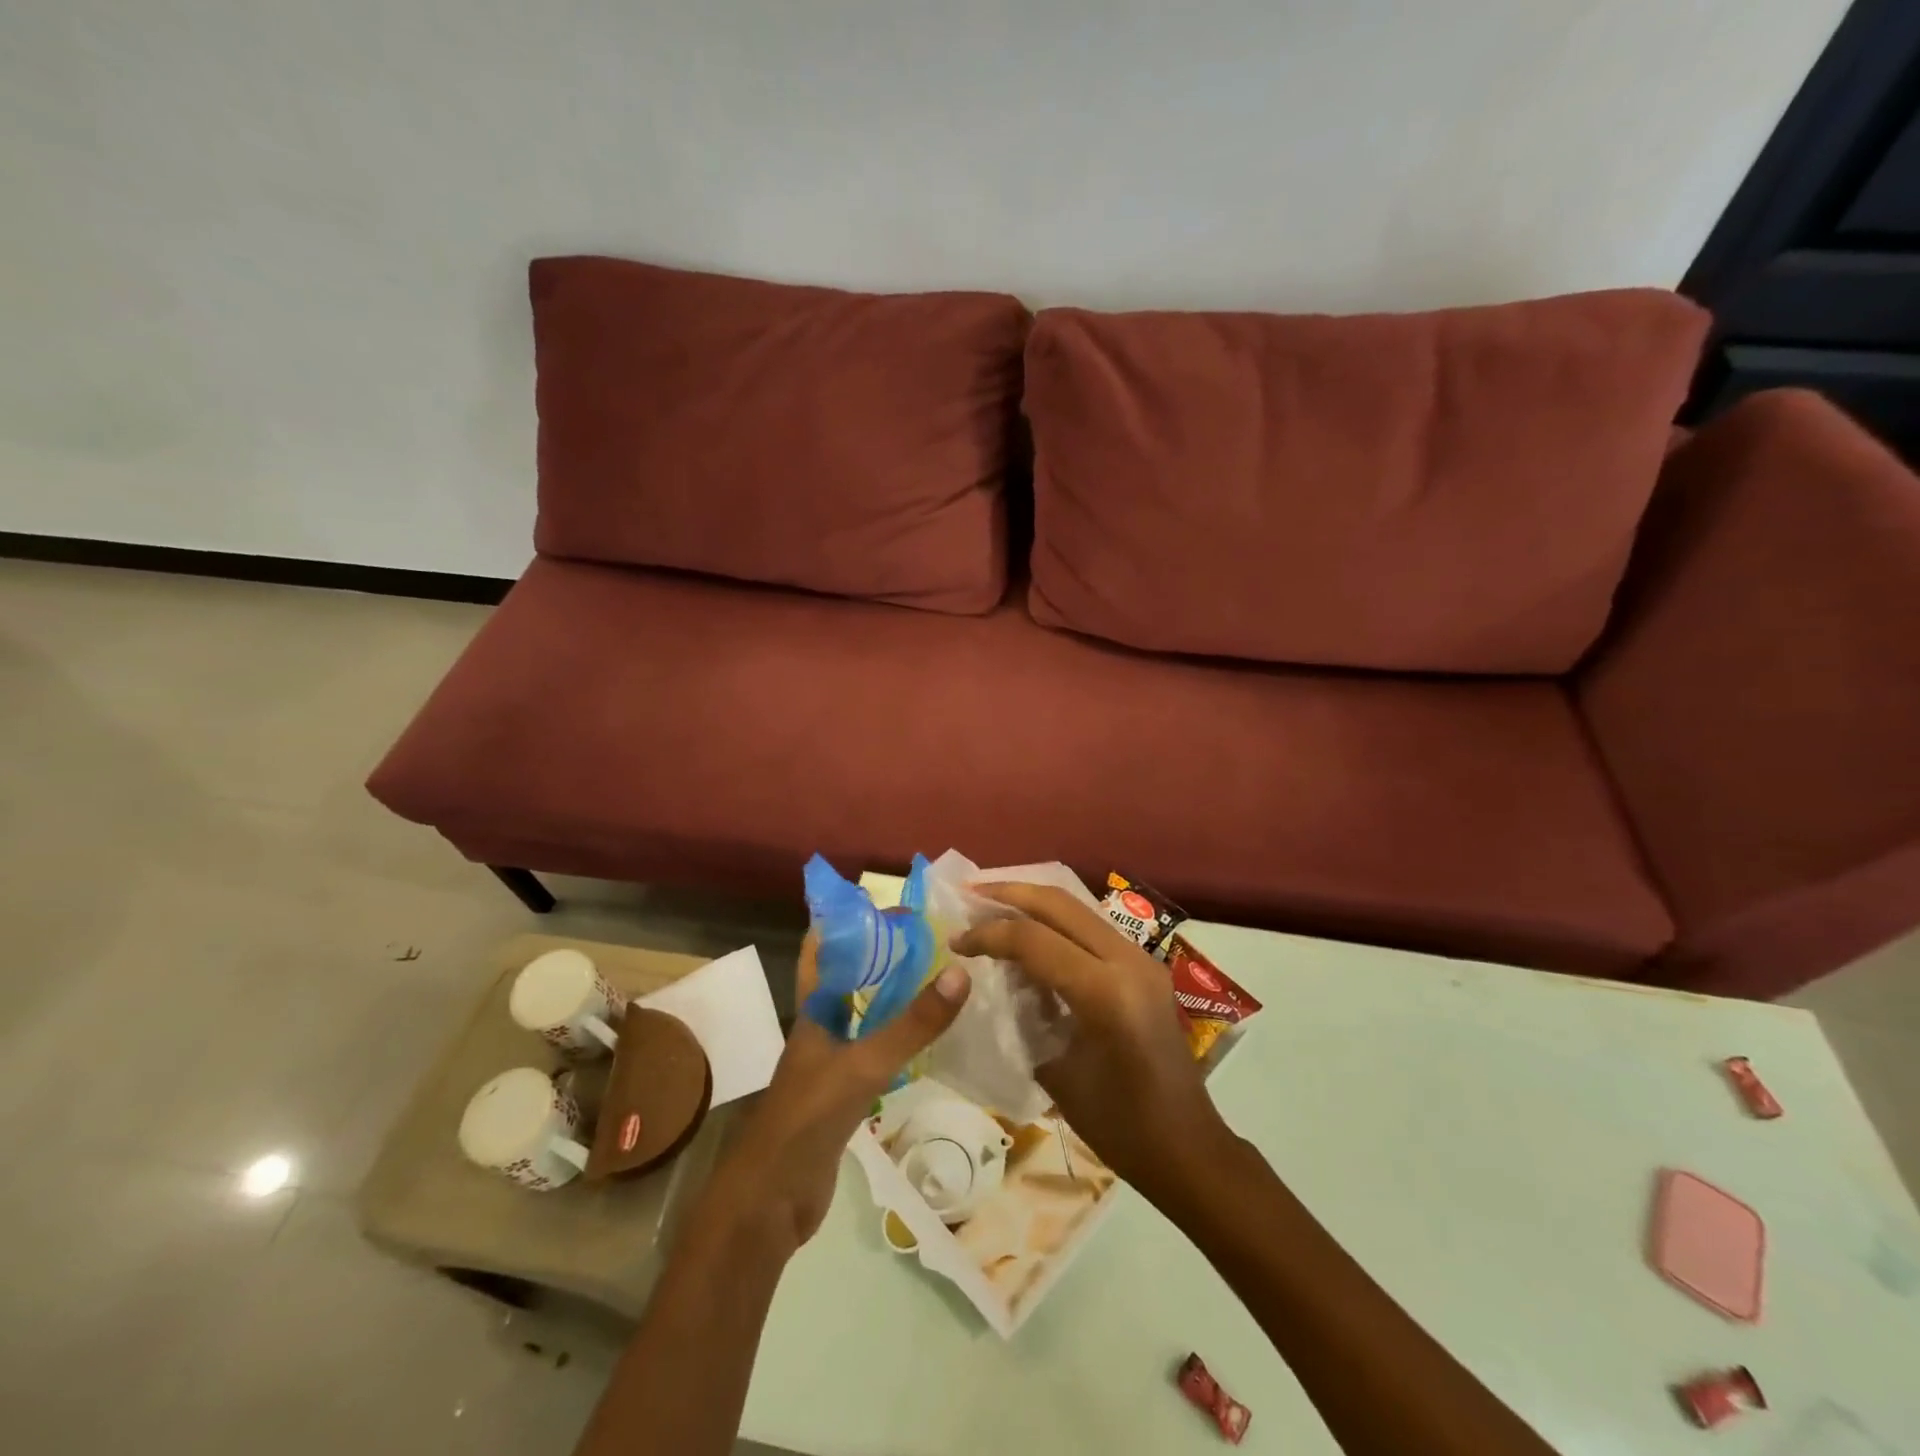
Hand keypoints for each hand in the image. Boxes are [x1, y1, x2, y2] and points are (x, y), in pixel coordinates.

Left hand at [698, 935, 972, 1252]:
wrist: (772, 1201)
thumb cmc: (807, 1119)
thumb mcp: (863, 1065)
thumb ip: (910, 1025)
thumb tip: (959, 973)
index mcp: (814, 1009)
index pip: (824, 947)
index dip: (849, 919)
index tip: (891, 903)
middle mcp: (821, 1027)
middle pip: (851, 977)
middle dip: (883, 953)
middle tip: (930, 936)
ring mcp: (831, 1061)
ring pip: (865, 1013)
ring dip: (893, 994)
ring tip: (937, 976)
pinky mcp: (844, 1094)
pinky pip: (875, 1050)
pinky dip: (898, 1037)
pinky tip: (927, 1037)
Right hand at [951, 884, 1229, 1196]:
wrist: (1187, 1147)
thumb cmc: (1119, 1126)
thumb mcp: (1057, 1071)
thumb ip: (1026, 1014)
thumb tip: (997, 979)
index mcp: (1107, 993)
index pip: (1035, 940)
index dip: (989, 934)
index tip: (956, 941)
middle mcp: (1128, 961)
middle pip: (1059, 904)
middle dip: (1009, 894)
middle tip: (969, 893)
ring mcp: (1141, 959)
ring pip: (1078, 908)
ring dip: (1033, 903)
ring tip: (992, 905)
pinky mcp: (1144, 965)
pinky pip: (1092, 928)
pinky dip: (1055, 923)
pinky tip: (1030, 934)